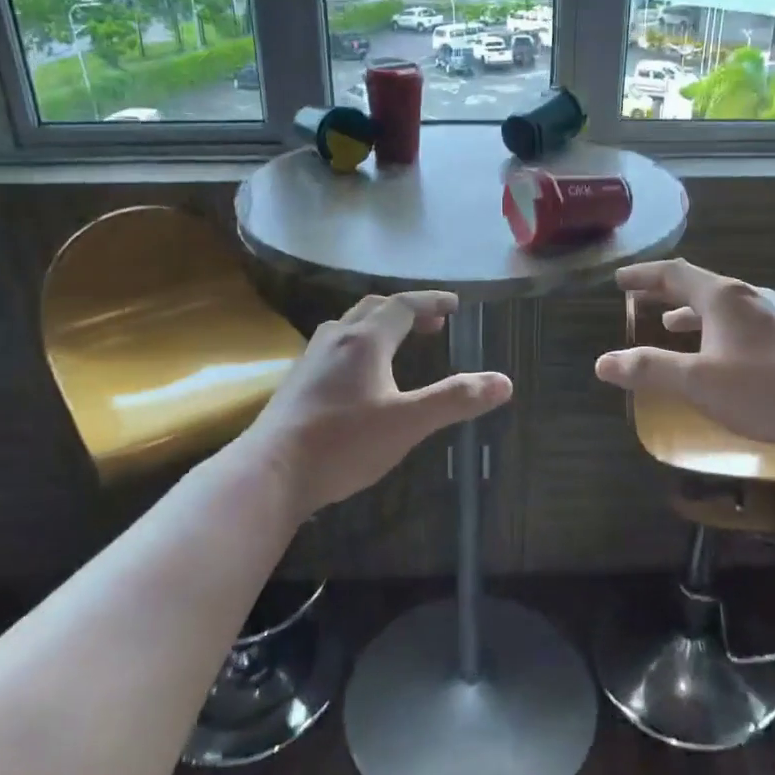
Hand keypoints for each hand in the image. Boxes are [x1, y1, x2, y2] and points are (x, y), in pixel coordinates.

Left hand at [243, 290, 511, 514]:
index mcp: (365, 341)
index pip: (403, 305)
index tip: (454, 305)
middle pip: (374, 309)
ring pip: (349, 326)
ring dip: (379, 325)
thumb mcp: (407, 423)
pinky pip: (334, 346)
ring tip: (398, 343)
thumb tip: (504, 382)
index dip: (431, 301)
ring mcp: (311, 359)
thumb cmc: (343, 443)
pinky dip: (359, 344)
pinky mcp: (297, 382)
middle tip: (432, 323)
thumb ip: (454, 400)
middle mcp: (336, 339)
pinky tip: (359, 375)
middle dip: (406, 310)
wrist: (270, 472)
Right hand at [593, 259, 774, 452]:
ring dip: (692, 312)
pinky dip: (716, 328)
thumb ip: (649, 369)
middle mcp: (750, 297)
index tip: (619, 279)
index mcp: (724, 297)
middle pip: (699, 285)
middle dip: (666, 291)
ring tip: (671, 324)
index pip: (674, 274)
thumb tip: (603, 363)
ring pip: (723, 305)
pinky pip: (741, 322)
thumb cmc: (762, 389)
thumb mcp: (696, 382)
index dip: (643, 275)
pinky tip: (718, 353)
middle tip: (640, 297)